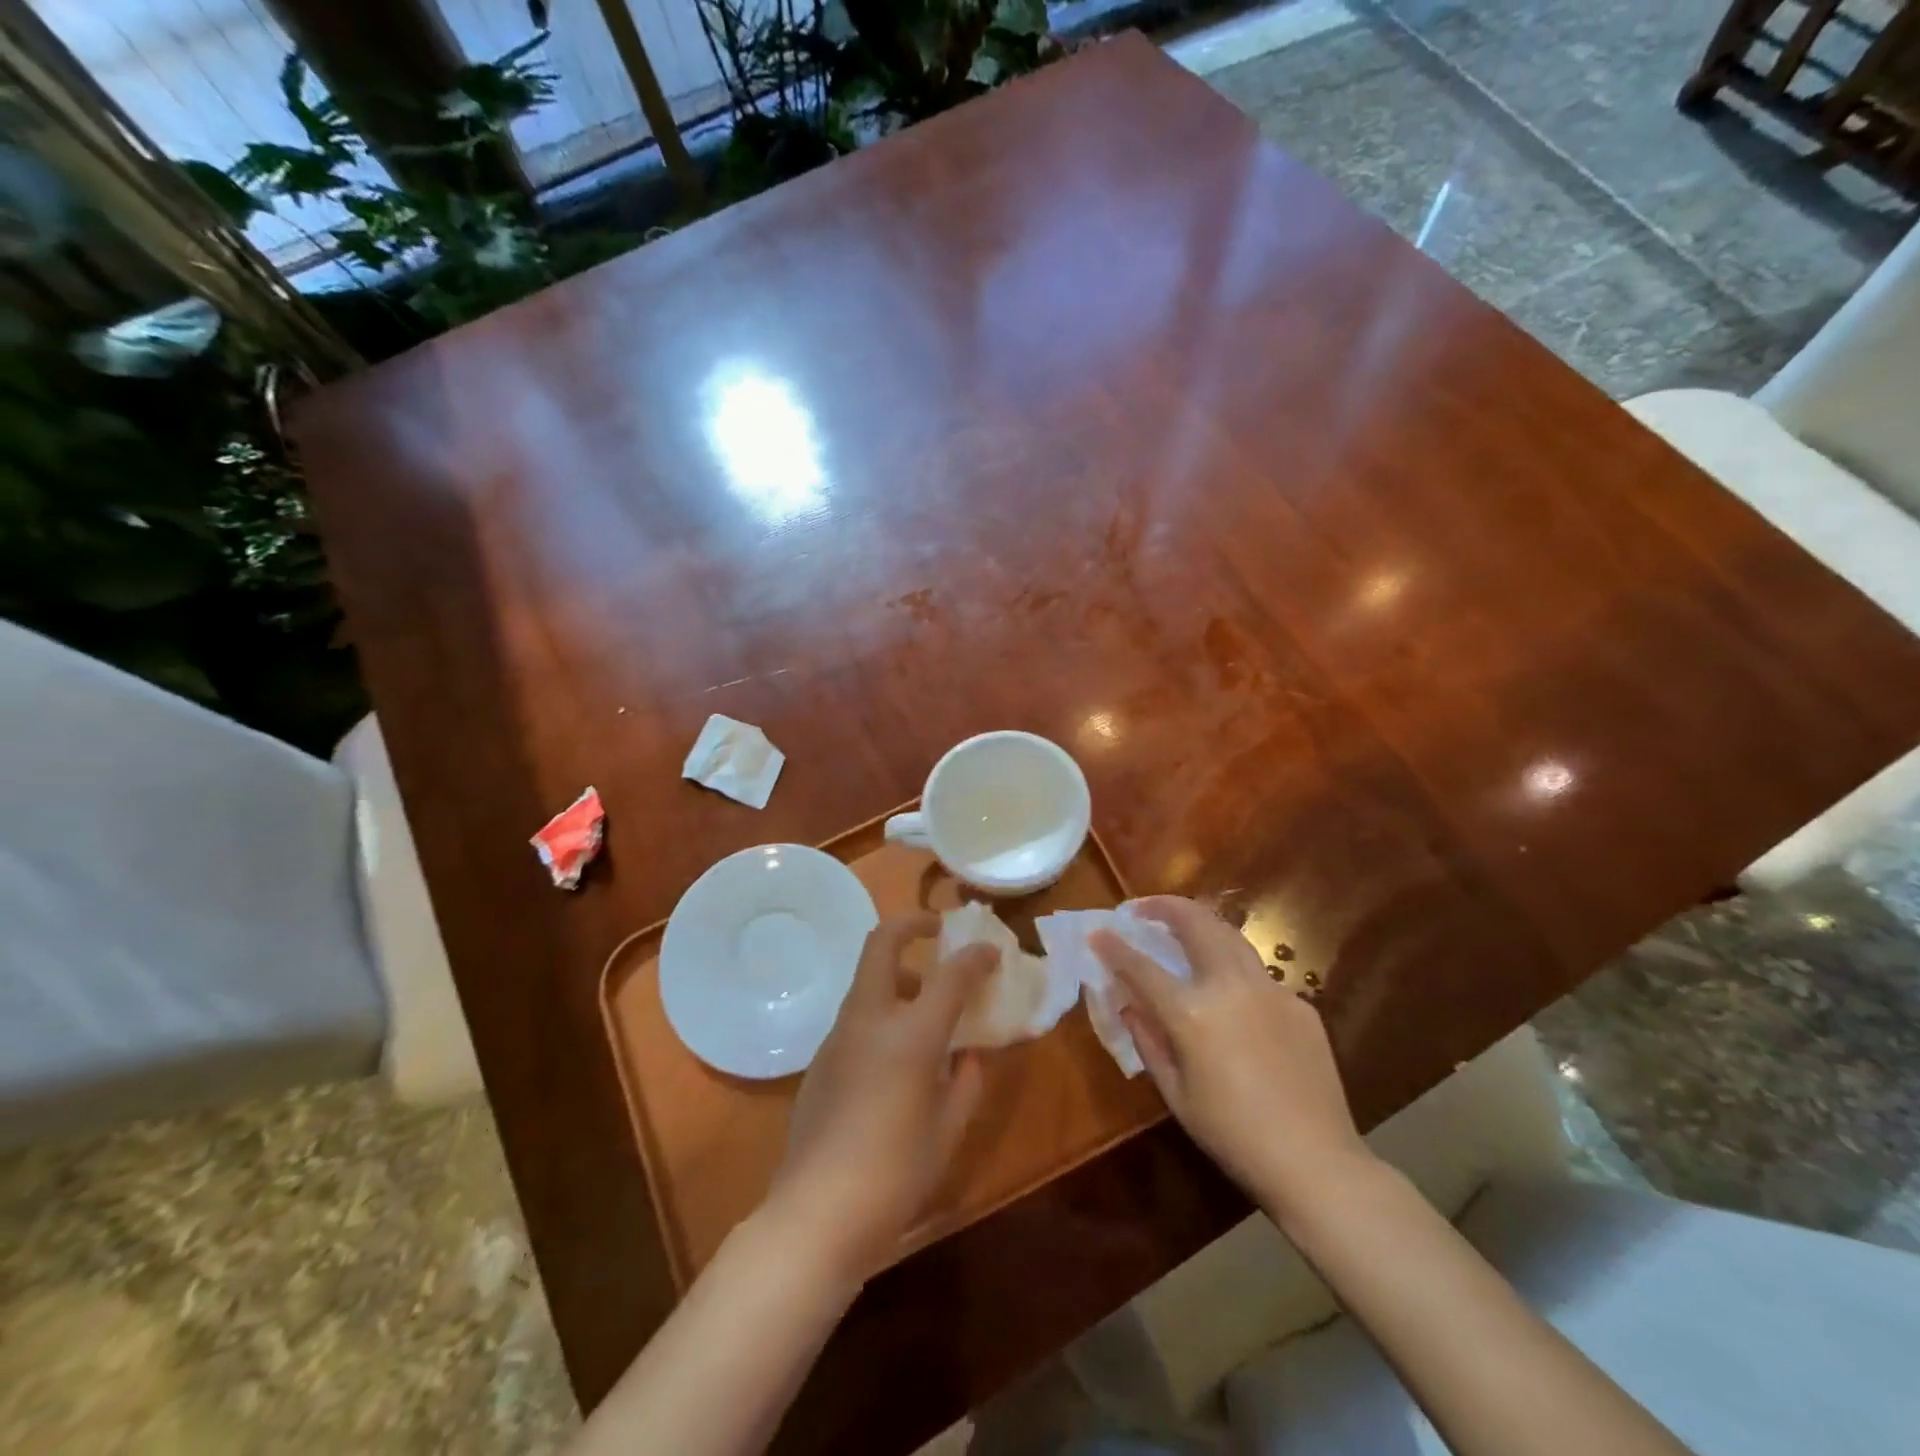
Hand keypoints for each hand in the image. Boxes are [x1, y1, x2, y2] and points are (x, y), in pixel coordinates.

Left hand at [768, 913, 996, 1284]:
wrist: (815, 1215)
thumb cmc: (895, 1175)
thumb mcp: (949, 1131)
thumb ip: (965, 1083)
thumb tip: (968, 1056)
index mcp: (910, 1034)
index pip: (951, 975)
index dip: (976, 957)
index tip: (992, 952)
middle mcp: (870, 1020)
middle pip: (882, 943)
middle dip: (911, 923)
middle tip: (936, 929)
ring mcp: (838, 1036)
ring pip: (867, 979)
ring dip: (898, 972)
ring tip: (926, 1004)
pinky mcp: (820, 1059)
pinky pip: (857, 1015)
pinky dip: (882, 1011)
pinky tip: (896, 1056)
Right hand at [1091, 896, 1371, 1220]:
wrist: (1316, 1163)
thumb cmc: (1232, 1135)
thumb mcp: (1175, 1093)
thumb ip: (1147, 1039)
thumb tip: (1129, 1003)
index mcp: (1192, 1012)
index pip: (1141, 966)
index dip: (1114, 947)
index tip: (1097, 932)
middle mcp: (1230, 986)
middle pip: (1195, 924)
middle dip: (1165, 907)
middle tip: (1144, 908)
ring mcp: (1270, 990)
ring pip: (1231, 936)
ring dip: (1201, 924)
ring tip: (1183, 928)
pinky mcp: (1299, 1004)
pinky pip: (1258, 974)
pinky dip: (1233, 968)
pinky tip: (1230, 994)